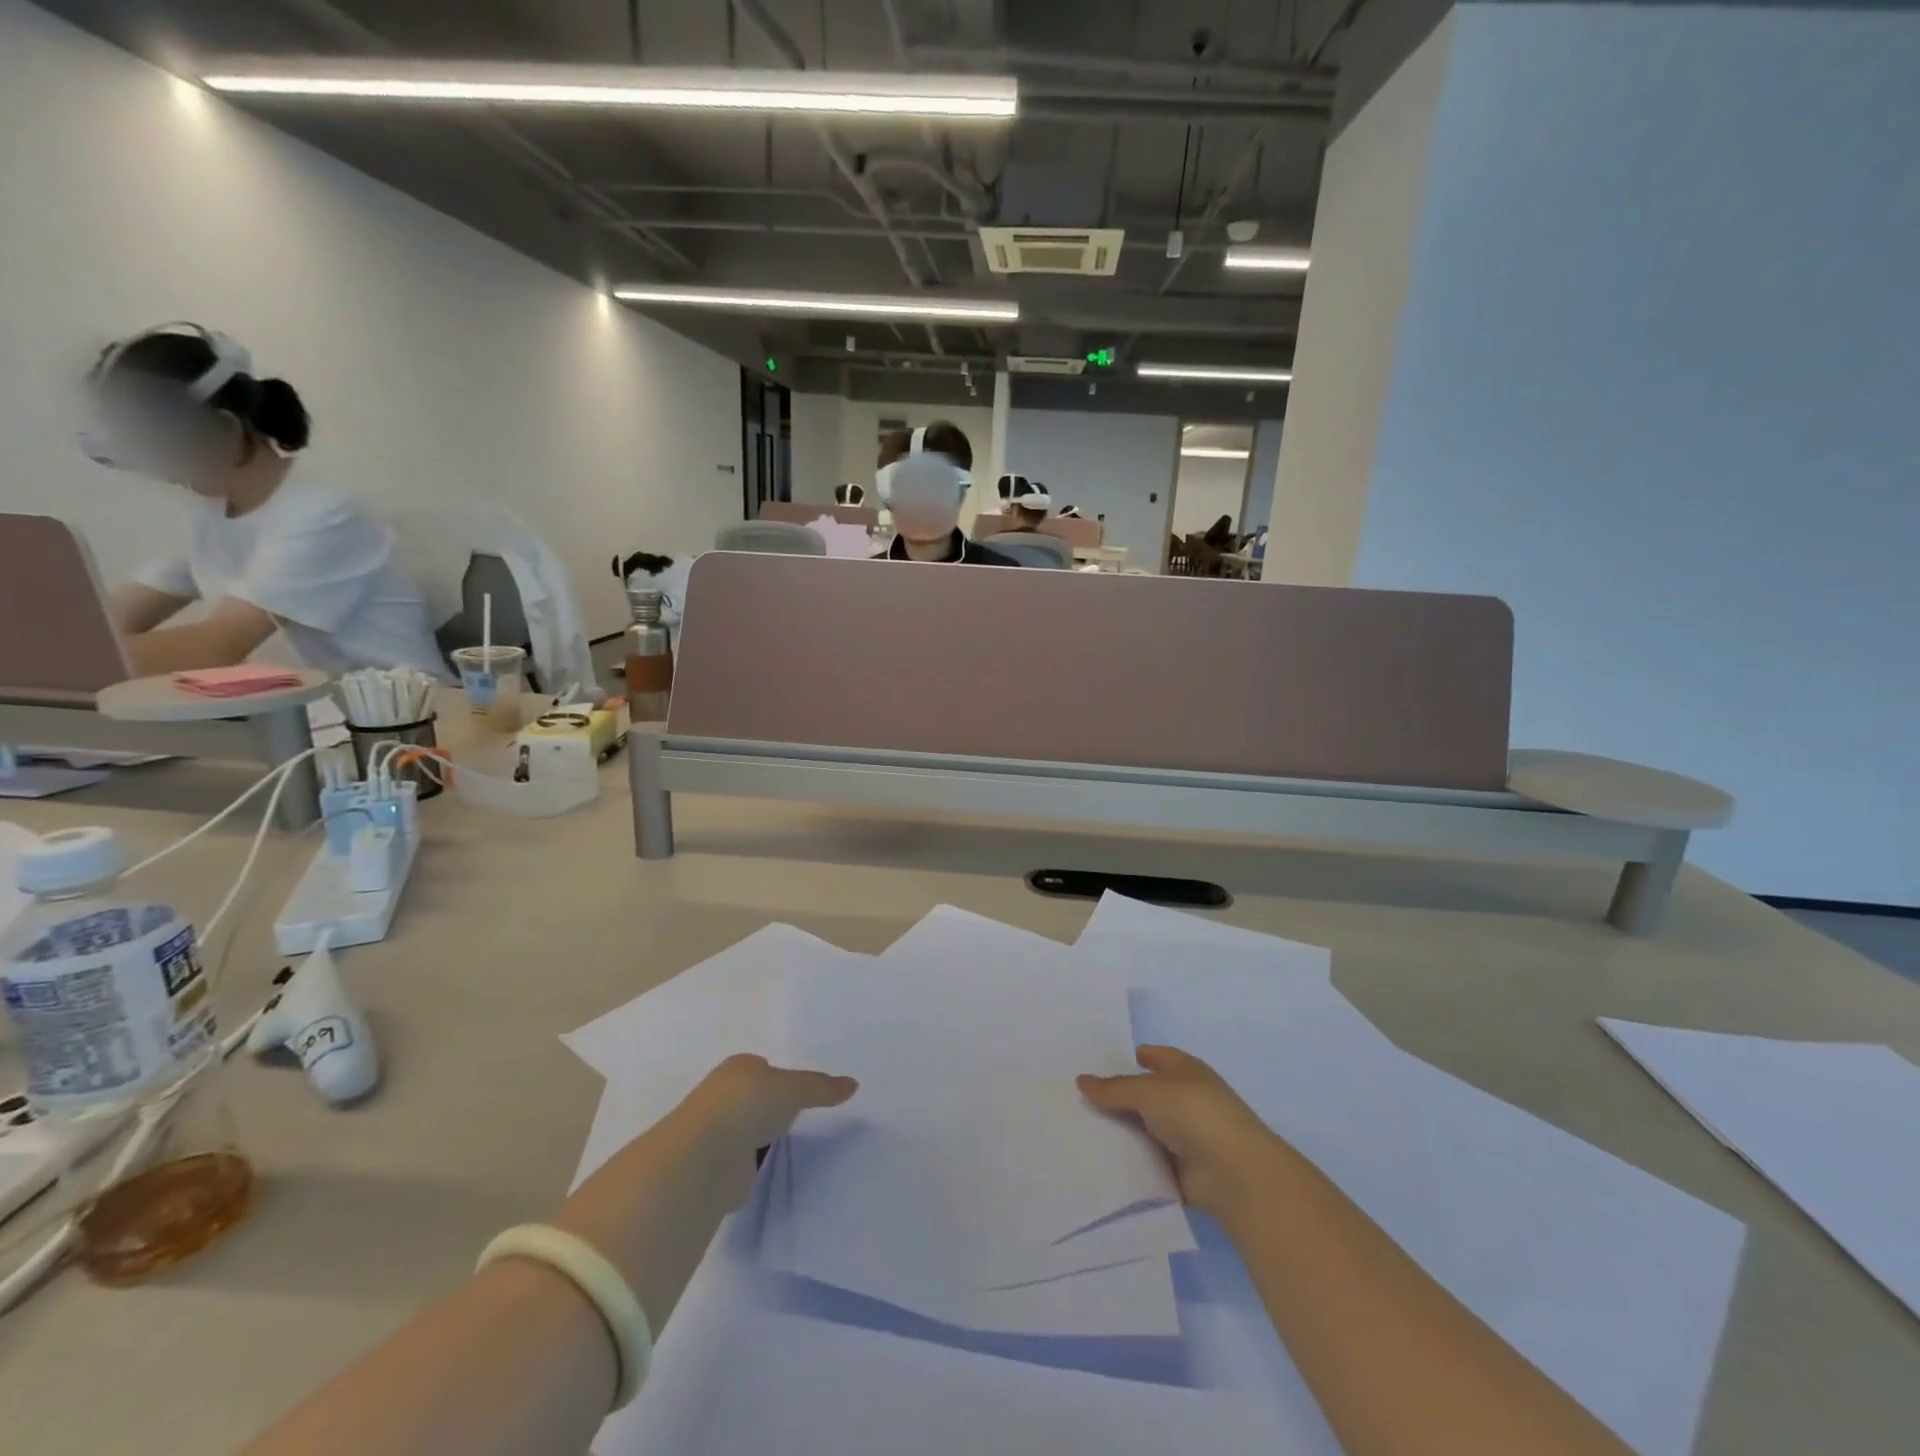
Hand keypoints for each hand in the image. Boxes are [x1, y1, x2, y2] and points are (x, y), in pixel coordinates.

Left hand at [667, 1054, 858, 1206]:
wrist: (704, 1158)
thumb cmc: (747, 1105)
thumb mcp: (794, 1089)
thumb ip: (822, 1087)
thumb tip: (854, 1084)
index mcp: (737, 1068)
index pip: (762, 1068)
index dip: (780, 1078)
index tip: (801, 1091)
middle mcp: (722, 1097)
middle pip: (753, 1099)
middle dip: (769, 1108)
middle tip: (800, 1118)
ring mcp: (715, 1134)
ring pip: (745, 1132)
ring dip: (759, 1140)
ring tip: (789, 1147)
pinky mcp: (713, 1170)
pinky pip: (740, 1165)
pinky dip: (750, 1169)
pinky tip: (767, 1172)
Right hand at [1078, 1045, 1284, 1220]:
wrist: (1235, 1174)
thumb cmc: (1194, 1114)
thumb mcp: (1148, 1091)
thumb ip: (1114, 1089)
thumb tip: (1081, 1080)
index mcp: (1184, 1070)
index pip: (1153, 1056)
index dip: (1129, 1057)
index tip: (1096, 1063)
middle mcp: (1184, 1099)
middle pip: (1144, 1094)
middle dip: (1116, 1097)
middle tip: (1076, 1098)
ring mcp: (1184, 1135)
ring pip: (1142, 1128)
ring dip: (1120, 1131)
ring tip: (1078, 1130)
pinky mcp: (1179, 1169)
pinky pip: (1146, 1160)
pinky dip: (1128, 1160)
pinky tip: (1098, 1159)